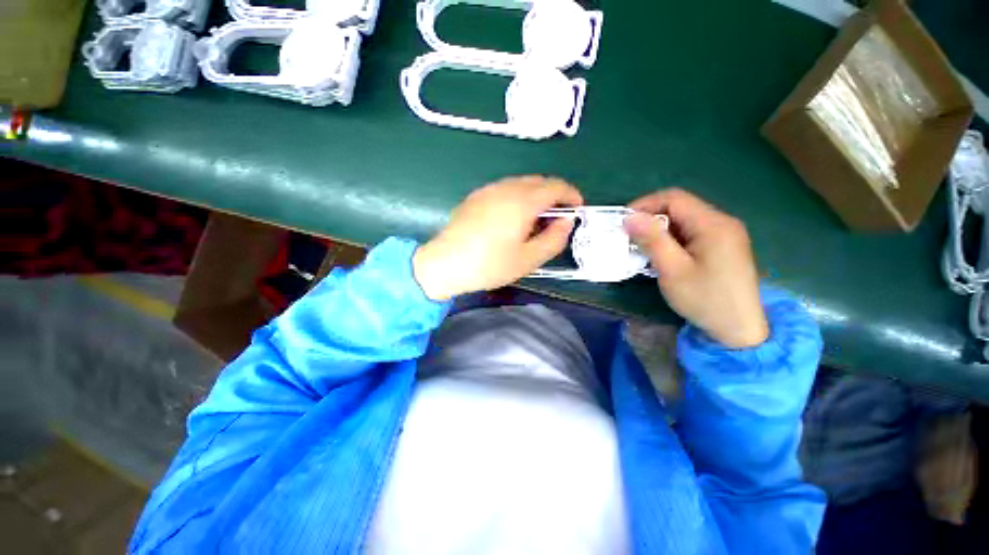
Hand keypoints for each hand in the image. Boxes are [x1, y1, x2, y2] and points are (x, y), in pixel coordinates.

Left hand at [413, 176, 582, 300]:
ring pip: (522, 183)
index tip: (578, 209)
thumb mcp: (528, 259)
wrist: (445, 264)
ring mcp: (489, 190)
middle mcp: (506, 188)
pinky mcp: (476, 196)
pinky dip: (518, 197)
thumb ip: (554, 239)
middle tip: (557, 219)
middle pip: (539, 181)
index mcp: (522, 201)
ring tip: (535, 221)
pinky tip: (512, 219)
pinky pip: (505, 189)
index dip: (571, 195)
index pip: (556, 186)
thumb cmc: (489, 265)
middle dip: (554, 196)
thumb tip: (567, 222)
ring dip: (536, 196)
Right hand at [624, 189, 768, 348]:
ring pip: (685, 221)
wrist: (740, 330)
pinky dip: (672, 240)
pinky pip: (692, 234)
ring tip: (641, 248)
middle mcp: (722, 222)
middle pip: (680, 208)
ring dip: (660, 231)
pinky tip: (662, 255)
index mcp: (713, 224)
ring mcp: (726, 235)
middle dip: (651, 219)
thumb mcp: (672, 269)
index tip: (623, 222)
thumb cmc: (705, 299)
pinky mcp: (724, 247)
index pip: (674, 198)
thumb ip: (652, 240)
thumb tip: (629, 217)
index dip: (645, 205)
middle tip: (629, 237)